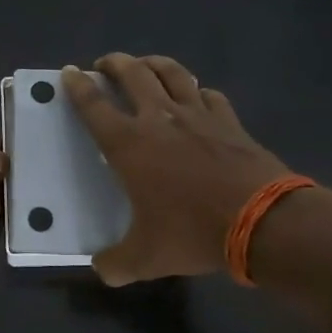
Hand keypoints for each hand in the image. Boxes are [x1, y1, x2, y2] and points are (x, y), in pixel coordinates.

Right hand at [63, 54, 295, 285]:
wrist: (262, 221)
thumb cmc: (193, 232)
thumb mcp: (146, 258)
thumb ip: (116, 263)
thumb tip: (102, 270)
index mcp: (129, 145)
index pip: (94, 105)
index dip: (78, 86)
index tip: (70, 72)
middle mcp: (159, 119)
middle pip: (132, 73)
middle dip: (114, 63)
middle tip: (105, 64)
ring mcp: (198, 115)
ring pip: (172, 72)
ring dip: (154, 63)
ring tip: (145, 65)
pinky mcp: (229, 121)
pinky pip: (208, 95)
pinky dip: (196, 90)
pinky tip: (197, 97)